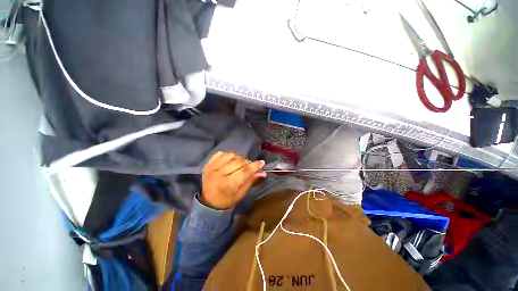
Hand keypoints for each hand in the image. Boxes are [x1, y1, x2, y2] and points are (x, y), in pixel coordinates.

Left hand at [201, 152, 266, 209]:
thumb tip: (263, 172)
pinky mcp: (207, 164)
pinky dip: (228, 155)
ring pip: (230, 155)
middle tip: (250, 166)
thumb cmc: (227, 200)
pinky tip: (230, 160)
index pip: (244, 171)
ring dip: (238, 158)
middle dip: (247, 163)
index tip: (262, 162)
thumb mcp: (240, 194)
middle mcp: (219, 174)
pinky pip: (220, 154)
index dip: (254, 166)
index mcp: (227, 185)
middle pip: (238, 162)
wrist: (208, 202)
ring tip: (240, 163)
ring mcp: (212, 168)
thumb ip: (251, 181)